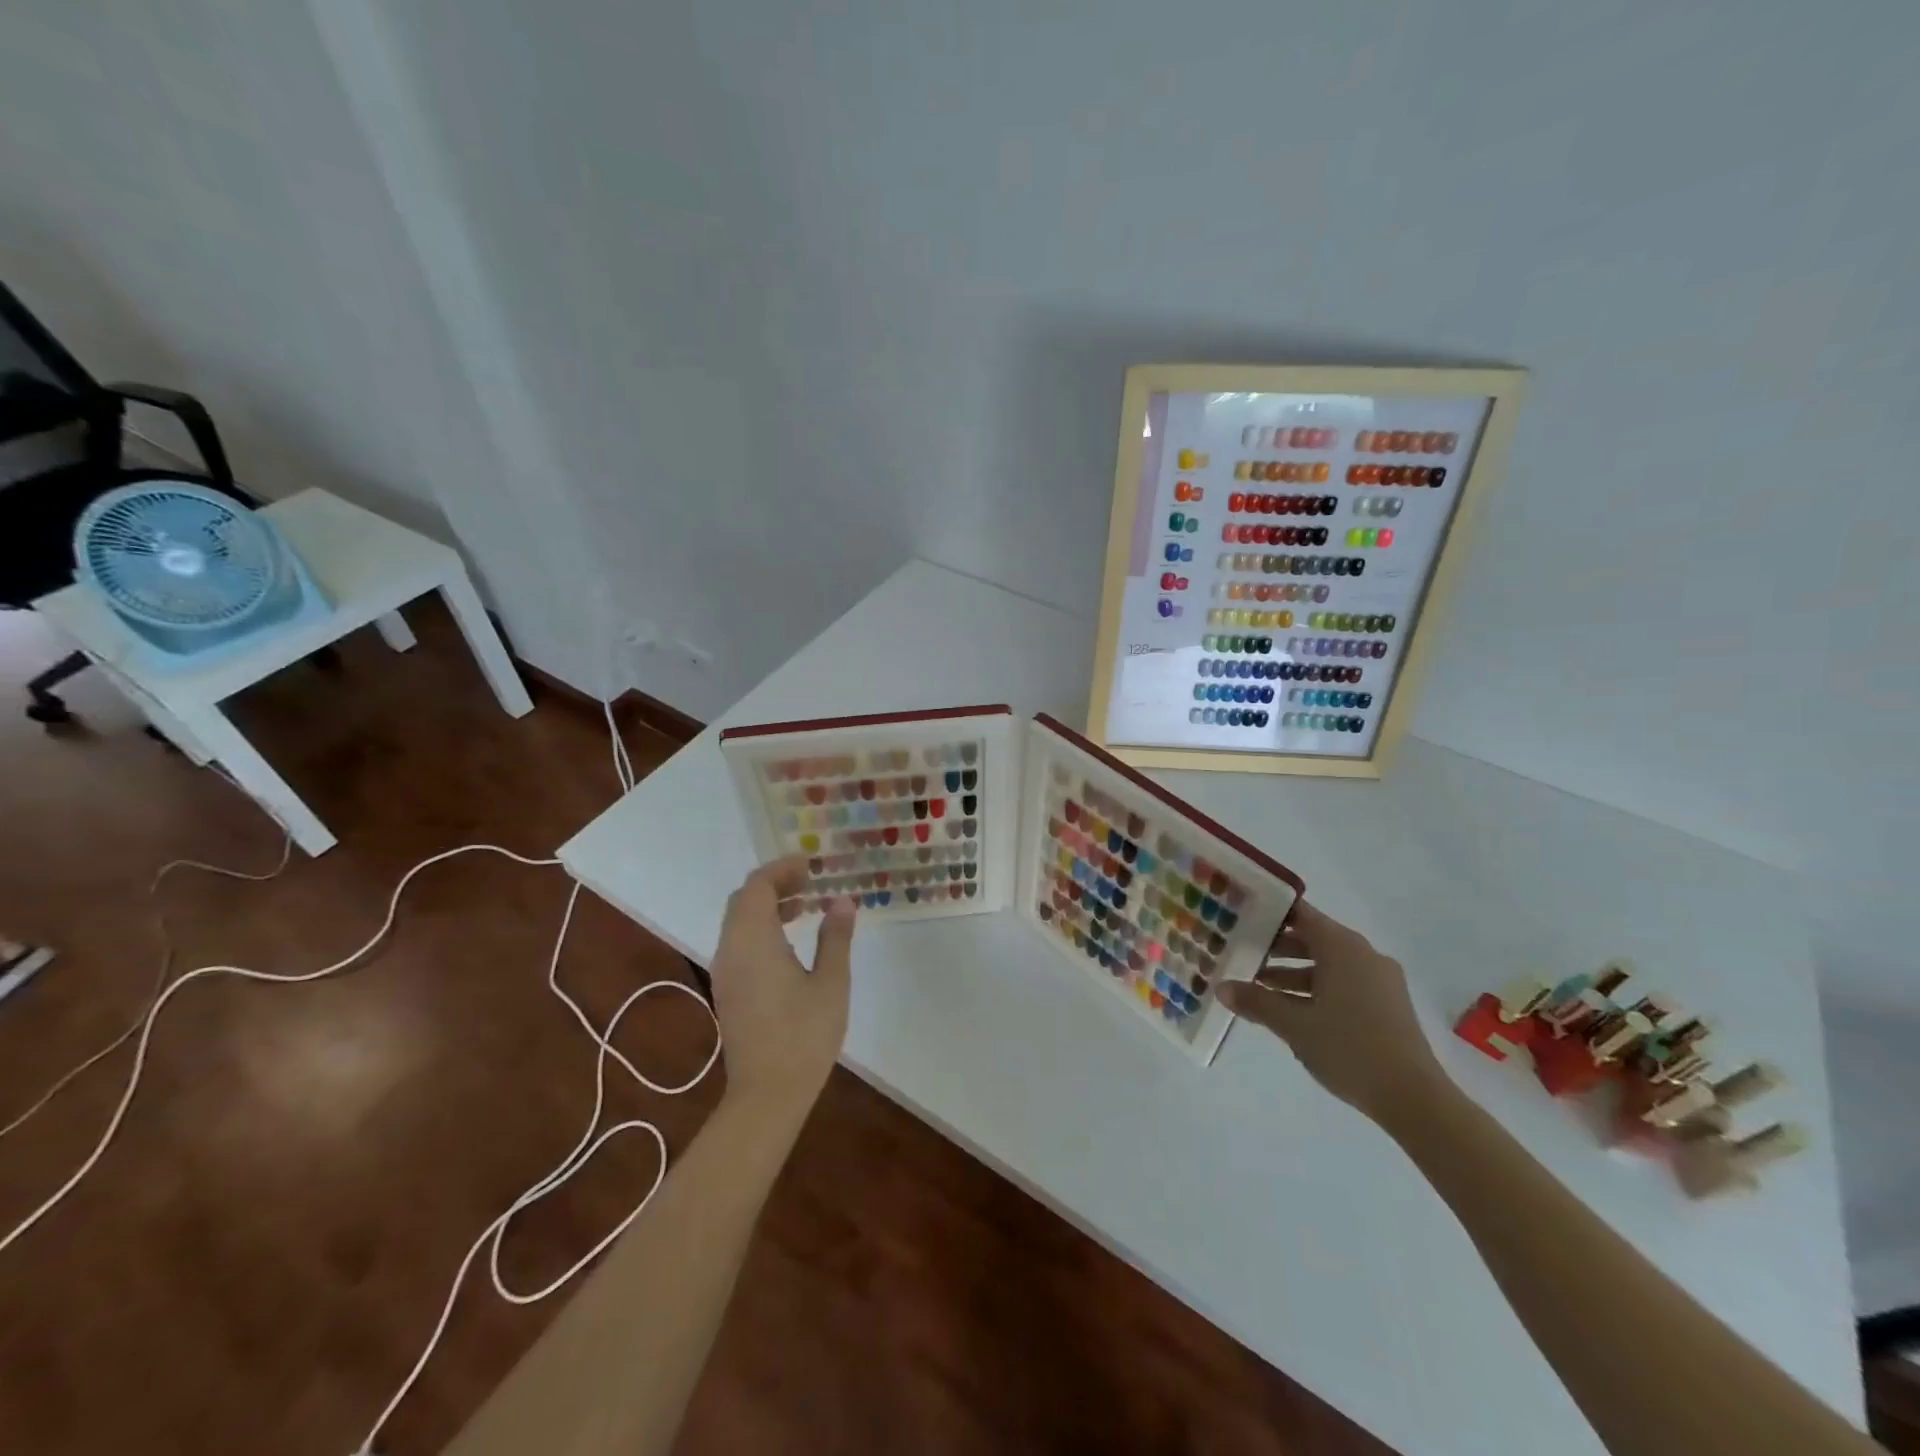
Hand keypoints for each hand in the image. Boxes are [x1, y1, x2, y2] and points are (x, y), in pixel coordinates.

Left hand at [710, 856, 854, 1108]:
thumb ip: (835, 937)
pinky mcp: (727, 989)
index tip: (811, 864)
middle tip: (810, 881)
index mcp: (753, 940)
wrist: (766, 1095)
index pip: (758, 886)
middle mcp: (730, 949)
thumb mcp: (831, 982)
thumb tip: (841, 900)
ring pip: (738, 921)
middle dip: (775, 883)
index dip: (783, 869)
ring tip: (805, 905)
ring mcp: (725, 971)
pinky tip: (790, 941)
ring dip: (767, 906)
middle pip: (744, 899)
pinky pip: (738, 942)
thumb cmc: (804, 1035)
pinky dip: (761, 928)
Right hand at [1217, 900, 1444, 1124]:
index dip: (1269, 913)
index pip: (1300, 914)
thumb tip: (1221, 987)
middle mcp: (1363, 954)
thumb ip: (1255, 1001)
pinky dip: (1316, 989)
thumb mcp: (1293, 1024)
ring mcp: (1380, 981)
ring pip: (1328, 964)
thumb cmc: (1348, 1048)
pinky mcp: (1387, 1005)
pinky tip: (1292, 1011)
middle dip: (1276, 948)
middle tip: (1241, 954)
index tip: (1241, 916)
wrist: (1414, 1098)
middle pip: (1312, 938)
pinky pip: (1344, 984)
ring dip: (1293, 973)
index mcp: (1342, 947)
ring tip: (1259, 987)